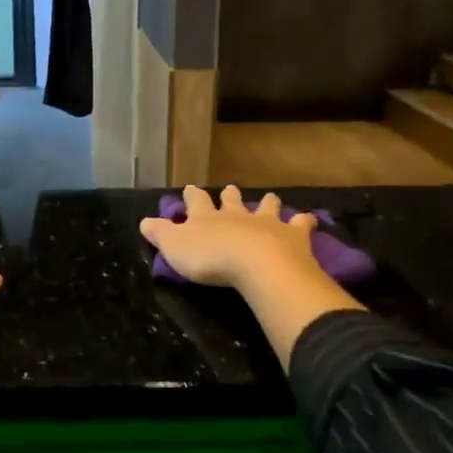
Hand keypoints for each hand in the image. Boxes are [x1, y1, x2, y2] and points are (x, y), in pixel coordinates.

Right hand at [139, 185, 321, 292]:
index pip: (196, 201)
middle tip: (230, 188)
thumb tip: (143, 221)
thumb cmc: (211, 258)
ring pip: (266, 206)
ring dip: (267, 203)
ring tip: (270, 198)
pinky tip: (309, 219)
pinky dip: (304, 221)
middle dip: (229, 194)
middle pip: (232, 200)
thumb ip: (159, 234)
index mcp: (206, 217)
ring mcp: (266, 222)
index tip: (190, 188)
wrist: (257, 264)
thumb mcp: (174, 248)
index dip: (191, 196)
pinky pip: (301, 224)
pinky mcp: (292, 235)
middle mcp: (236, 215)